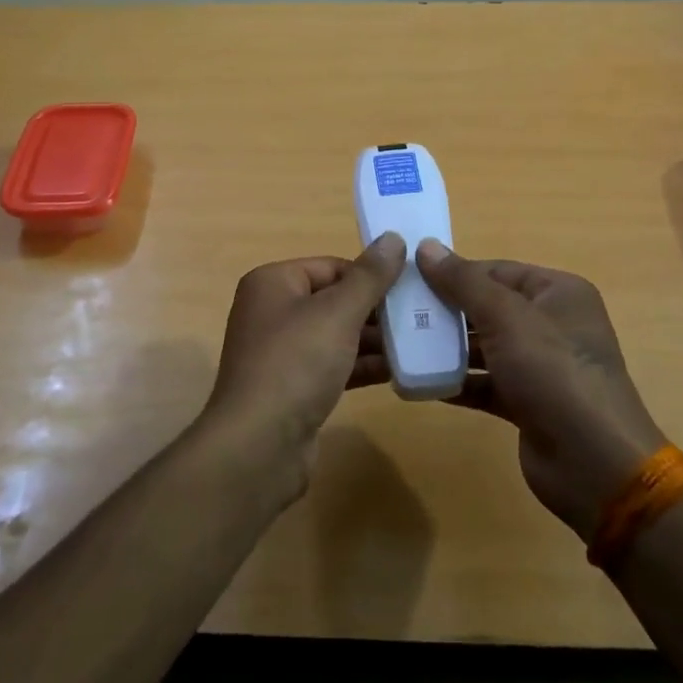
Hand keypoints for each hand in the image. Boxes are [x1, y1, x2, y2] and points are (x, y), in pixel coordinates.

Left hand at [196, 233, 405, 499]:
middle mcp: (272, 312)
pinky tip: (399, 372)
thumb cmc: (296, 364)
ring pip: (336, 336)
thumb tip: (393, 238)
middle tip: (422, 318)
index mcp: (273, 283)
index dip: (370, 276)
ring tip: (420, 343)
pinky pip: (333, 366)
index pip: (331, 267)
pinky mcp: (292, 388)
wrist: (259, 445)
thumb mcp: (338, 313)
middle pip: (334, 300)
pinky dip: (361, 366)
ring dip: (374, 340)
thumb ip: (369, 277)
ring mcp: (281, 353)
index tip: (411, 290)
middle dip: (376, 310)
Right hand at [417, 239, 665, 540]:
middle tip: (398, 311)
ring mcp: (541, 366)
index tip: (409, 277)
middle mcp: (552, 324)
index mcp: (558, 293)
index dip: (455, 272)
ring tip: (401, 344)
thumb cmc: (553, 373)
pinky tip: (420, 381)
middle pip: (489, 307)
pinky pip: (485, 383)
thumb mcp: (506, 317)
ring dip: (447, 347)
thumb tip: (426, 247)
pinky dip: (457, 381)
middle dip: (446, 310)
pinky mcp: (527, 403)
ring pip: (485, 346)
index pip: (497, 270)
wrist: (593, 463)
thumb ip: (464, 282)